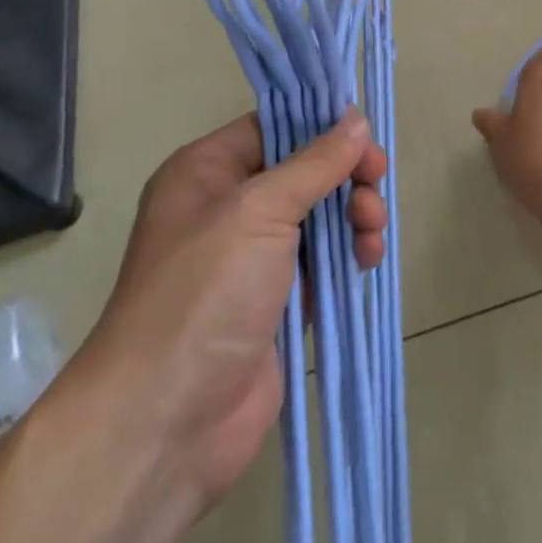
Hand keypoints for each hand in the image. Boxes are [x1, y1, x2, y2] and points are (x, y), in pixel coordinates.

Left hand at [74, 111, 387, 518]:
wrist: (165, 423)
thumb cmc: (204, 294)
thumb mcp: (259, 211)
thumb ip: (315, 163)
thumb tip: (356, 119)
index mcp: (206, 172)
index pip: (274, 127)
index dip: (322, 127)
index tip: (367, 138)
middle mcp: (227, 207)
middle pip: (303, 170)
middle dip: (345, 175)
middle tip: (376, 184)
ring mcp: (252, 258)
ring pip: (319, 215)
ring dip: (354, 214)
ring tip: (372, 231)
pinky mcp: (277, 301)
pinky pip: (323, 261)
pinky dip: (349, 253)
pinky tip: (368, 259)